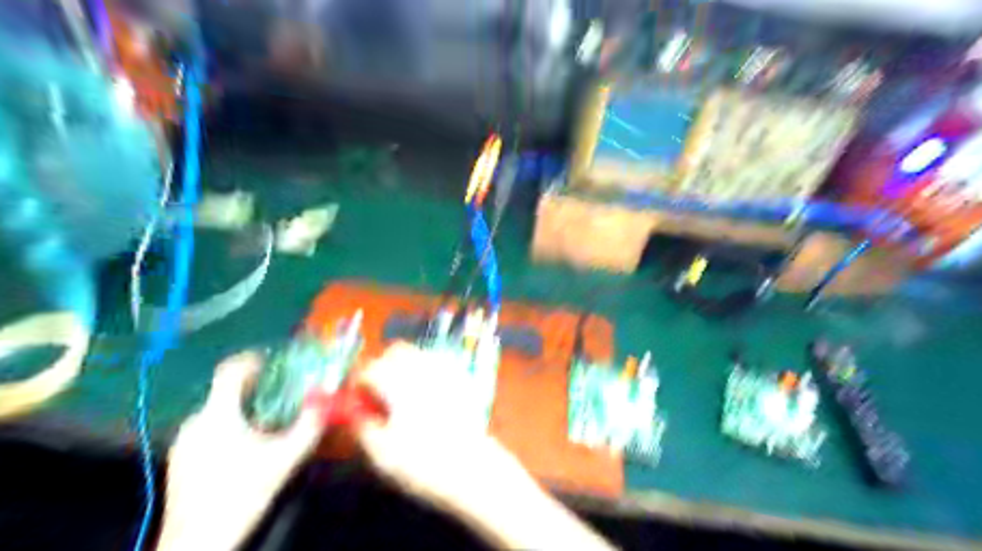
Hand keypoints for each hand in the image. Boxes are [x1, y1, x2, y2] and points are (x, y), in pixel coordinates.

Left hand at [156, 354, 325, 548]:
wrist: (197, 542)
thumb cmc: (242, 493)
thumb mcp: (285, 458)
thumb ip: (309, 425)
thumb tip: (326, 398)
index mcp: (218, 414)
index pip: (230, 371)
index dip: (251, 359)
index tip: (273, 359)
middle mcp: (196, 421)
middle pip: (227, 391)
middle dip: (255, 388)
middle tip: (282, 394)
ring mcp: (183, 441)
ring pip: (217, 411)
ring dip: (243, 409)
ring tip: (269, 421)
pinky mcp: (179, 459)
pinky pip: (208, 429)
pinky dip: (229, 426)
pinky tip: (246, 447)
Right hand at [354, 344, 529, 512]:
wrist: (471, 466)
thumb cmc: (422, 463)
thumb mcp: (382, 454)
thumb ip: (363, 428)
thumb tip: (354, 414)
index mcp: (398, 385)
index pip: (371, 369)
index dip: (360, 382)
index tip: (358, 397)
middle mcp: (422, 369)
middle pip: (396, 351)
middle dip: (383, 365)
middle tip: (378, 389)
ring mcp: (445, 371)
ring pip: (418, 353)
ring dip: (404, 364)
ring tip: (400, 390)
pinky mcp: (461, 378)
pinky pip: (438, 361)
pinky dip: (426, 369)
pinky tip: (425, 391)